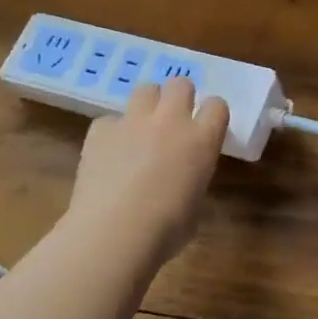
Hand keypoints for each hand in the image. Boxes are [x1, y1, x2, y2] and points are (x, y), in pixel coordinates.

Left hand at [65, 78, 229, 264]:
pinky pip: (110, 120)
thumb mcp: (194, 206)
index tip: (206, 127)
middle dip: (179, 97)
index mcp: (202, 141)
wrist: (113, 234)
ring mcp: (133, 121)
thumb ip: (192, 179)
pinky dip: (112, 133)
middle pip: (180, 83)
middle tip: (173, 121)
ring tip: (142, 129)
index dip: (212, 115)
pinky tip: (109, 154)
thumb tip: (180, 180)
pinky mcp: (100, 130)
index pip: (217, 105)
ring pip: (145, 89)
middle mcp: (170, 121)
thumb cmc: (165, 232)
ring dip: (147, 105)